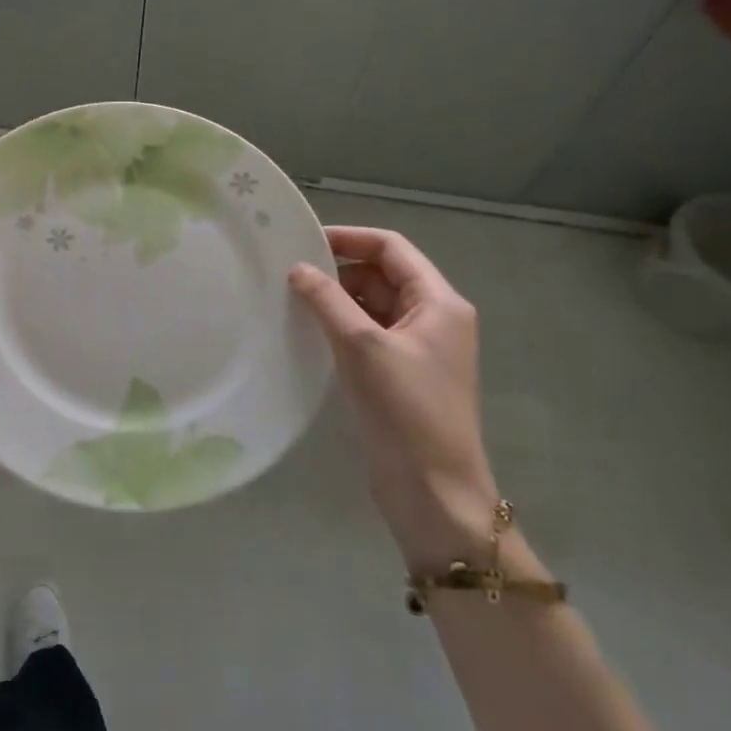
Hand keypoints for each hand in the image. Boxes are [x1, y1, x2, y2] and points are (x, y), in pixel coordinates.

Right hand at [290, 226, 497, 566]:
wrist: (433, 491)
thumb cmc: (405, 409)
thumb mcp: (363, 346)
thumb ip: (327, 300)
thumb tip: (298, 268)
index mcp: (440, 302)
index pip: (392, 248)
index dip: (350, 238)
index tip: (304, 240)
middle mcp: (434, 318)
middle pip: (382, 276)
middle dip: (339, 271)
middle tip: (290, 275)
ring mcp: (418, 349)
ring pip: (372, 306)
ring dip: (337, 301)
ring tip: (292, 301)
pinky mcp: (401, 375)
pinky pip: (368, 335)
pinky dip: (341, 328)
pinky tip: (309, 333)